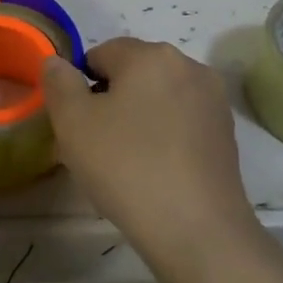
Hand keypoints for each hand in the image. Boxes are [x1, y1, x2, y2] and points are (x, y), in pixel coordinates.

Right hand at [41, 39, 258, 261]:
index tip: (77, 125)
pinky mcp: (226, 134)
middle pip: (133, 74)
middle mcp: (189, 67)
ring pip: (158, 99)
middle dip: (111, 102)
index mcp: (151, 55)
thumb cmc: (126, 166)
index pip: (101, 53)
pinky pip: (181, 124)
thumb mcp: (73, 122)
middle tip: (95, 146)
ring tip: (126, 163)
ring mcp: (213, 101)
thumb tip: (57, 62)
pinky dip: (164, 138)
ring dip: (137, 120)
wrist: (196, 229)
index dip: (81, 86)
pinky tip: (155, 173)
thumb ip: (59, 82)